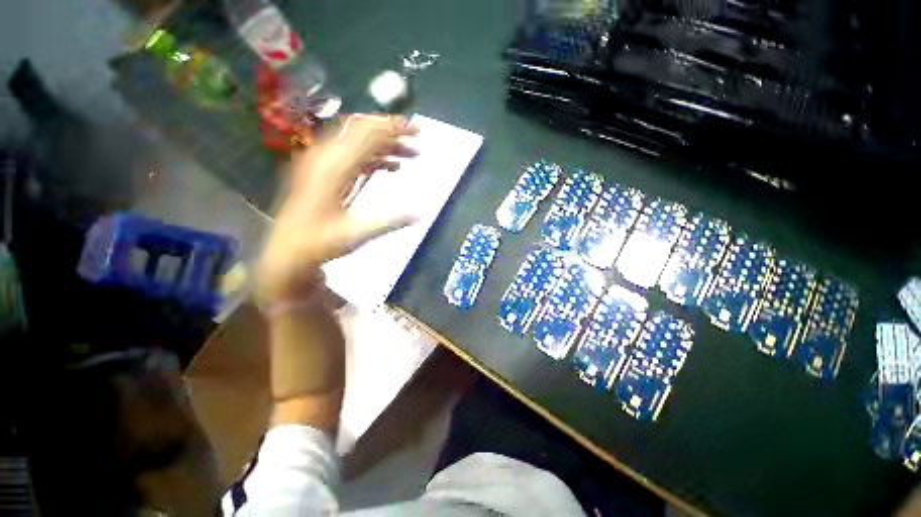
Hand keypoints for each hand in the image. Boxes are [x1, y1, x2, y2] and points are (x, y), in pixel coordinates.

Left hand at [257, 114, 418, 303]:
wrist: (290, 249)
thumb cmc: (320, 242)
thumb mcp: (357, 234)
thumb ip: (389, 222)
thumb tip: (419, 215)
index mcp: (334, 167)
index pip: (367, 134)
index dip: (393, 128)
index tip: (417, 130)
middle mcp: (327, 157)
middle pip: (362, 130)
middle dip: (392, 131)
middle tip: (416, 139)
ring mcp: (325, 162)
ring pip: (359, 141)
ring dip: (386, 145)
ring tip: (410, 155)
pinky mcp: (326, 171)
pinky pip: (354, 155)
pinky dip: (375, 156)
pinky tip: (391, 167)